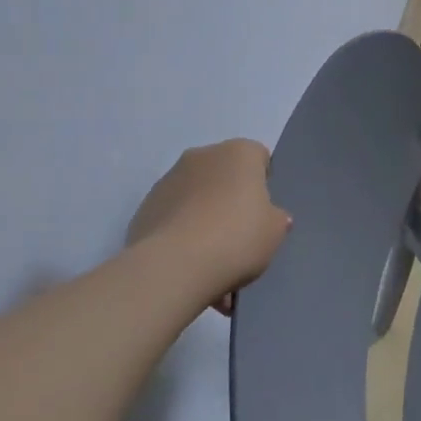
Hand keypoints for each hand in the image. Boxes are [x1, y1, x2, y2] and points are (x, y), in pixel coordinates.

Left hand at [127, 139, 290, 313]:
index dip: (262, 185)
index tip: (262, 214)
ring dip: (204, 218)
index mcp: (239, 153)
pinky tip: (188, 265)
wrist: (174, 267)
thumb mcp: (275, 231)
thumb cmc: (236, 238)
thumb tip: (270, 217)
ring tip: (210, 261)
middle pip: (224, 175)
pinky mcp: (144, 208)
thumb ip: (276, 218)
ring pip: (196, 196)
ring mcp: (168, 180)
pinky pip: (173, 217)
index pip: (258, 157)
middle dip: (230, 200)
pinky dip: (181, 234)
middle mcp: (203, 155)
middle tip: (238, 237)